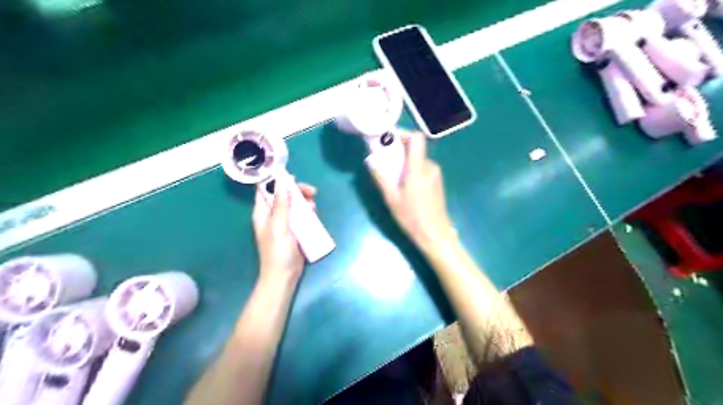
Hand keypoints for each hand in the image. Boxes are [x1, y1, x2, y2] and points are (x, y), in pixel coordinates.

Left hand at [253, 181, 316, 282]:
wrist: (284, 276)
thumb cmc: (278, 251)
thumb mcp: (279, 225)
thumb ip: (281, 204)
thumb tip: (282, 181)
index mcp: (263, 212)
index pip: (266, 190)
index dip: (277, 180)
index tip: (292, 176)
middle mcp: (272, 215)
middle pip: (284, 195)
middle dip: (297, 191)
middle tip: (311, 191)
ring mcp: (284, 222)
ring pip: (294, 204)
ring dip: (304, 201)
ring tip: (313, 205)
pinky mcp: (295, 230)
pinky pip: (301, 215)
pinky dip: (307, 212)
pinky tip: (313, 213)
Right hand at [370, 132, 452, 252]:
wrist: (435, 234)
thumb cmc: (412, 217)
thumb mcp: (391, 198)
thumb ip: (381, 177)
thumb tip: (371, 160)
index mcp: (418, 168)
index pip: (416, 138)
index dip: (403, 134)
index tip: (389, 139)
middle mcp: (429, 166)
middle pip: (415, 148)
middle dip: (399, 150)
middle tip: (384, 160)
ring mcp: (435, 174)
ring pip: (418, 159)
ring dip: (405, 162)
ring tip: (392, 176)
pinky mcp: (437, 181)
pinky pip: (422, 168)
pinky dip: (411, 170)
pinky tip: (404, 185)